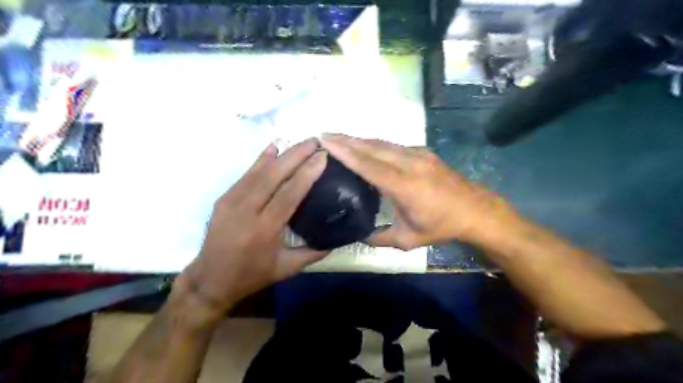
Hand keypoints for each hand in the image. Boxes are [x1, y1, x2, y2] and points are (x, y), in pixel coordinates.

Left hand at [174, 140, 328, 317]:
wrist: (210, 279)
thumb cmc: (252, 275)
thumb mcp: (287, 268)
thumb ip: (314, 252)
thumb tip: (338, 238)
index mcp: (264, 229)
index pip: (289, 194)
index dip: (307, 173)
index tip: (322, 157)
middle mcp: (246, 211)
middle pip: (273, 176)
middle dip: (296, 156)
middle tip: (314, 141)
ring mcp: (231, 202)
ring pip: (259, 172)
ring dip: (281, 154)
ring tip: (300, 142)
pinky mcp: (224, 199)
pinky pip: (245, 175)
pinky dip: (260, 160)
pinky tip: (273, 148)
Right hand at [320, 135, 512, 250]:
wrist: (477, 211)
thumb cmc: (442, 226)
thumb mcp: (408, 239)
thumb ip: (380, 238)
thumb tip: (359, 235)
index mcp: (405, 185)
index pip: (368, 165)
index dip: (345, 152)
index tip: (326, 142)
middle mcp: (410, 163)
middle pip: (373, 147)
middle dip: (347, 139)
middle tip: (324, 135)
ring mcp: (419, 154)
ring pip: (383, 142)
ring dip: (360, 140)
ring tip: (340, 138)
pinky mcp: (424, 152)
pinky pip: (394, 145)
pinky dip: (375, 144)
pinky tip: (366, 146)